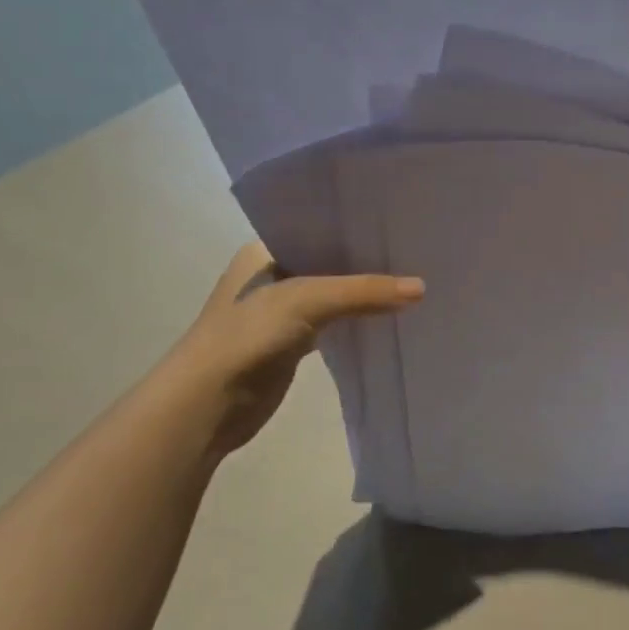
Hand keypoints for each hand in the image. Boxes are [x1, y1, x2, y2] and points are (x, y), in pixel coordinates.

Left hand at [162, 243, 423, 461]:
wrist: (206, 404)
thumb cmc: (247, 336)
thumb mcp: (307, 300)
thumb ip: (363, 291)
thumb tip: (422, 288)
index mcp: (265, 250)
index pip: (320, 229)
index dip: (358, 228)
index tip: (401, 225)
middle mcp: (272, 275)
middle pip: (330, 262)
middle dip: (368, 262)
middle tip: (417, 253)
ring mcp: (281, 311)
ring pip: (334, 294)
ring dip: (365, 293)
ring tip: (413, 282)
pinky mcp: (291, 343)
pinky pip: (334, 323)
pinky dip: (357, 320)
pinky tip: (390, 316)